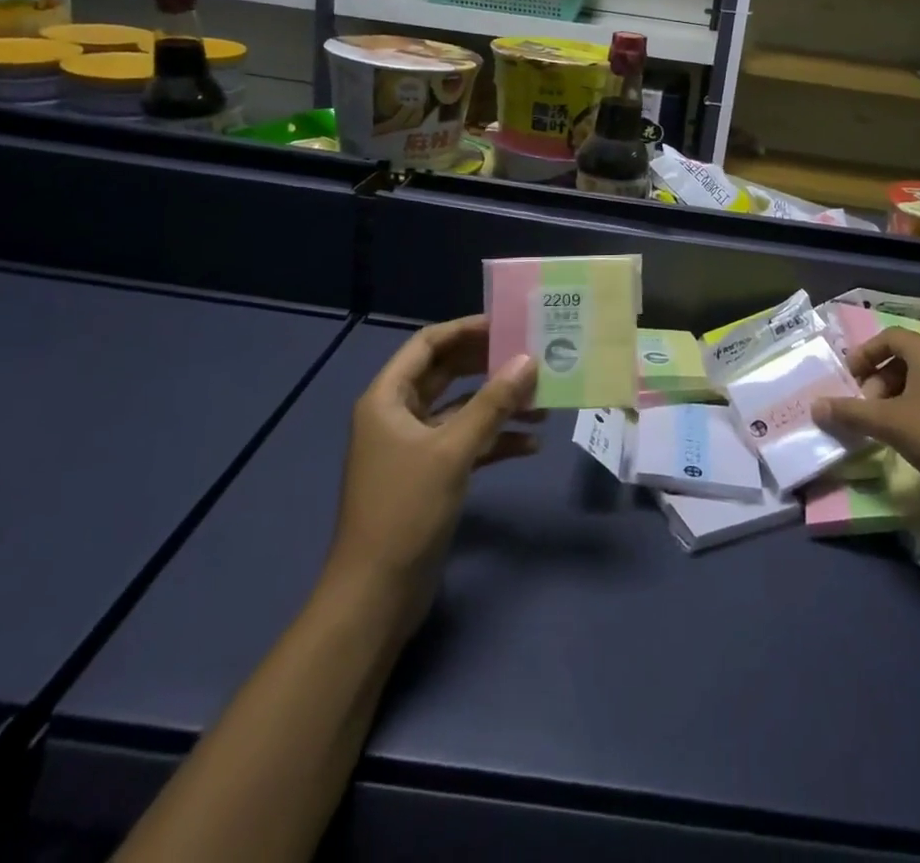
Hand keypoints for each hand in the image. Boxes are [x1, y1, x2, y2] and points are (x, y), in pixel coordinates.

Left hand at [328, 316, 538, 608]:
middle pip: (448, 374)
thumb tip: (529, 360)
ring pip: (462, 410)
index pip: (428, 345)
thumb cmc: (405, 509)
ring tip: (543, 402)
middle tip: (531, 356)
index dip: (465, 330)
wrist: (377, 594)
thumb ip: (492, 403)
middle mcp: (398, 415)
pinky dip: (495, 440)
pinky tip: (530, 445)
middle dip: (489, 367)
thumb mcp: (452, 451)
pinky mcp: (430, 475)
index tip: (507, 325)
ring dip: (498, 406)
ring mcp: (414, 446)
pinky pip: (466, 443)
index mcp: (388, 398)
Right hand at [812, 327, 919, 509]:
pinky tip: (915, 438)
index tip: (849, 380)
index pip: (889, 337)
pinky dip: (919, 409)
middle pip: (904, 358)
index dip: (864, 355)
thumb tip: (815, 407)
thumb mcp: (890, 424)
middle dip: (879, 381)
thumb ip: (850, 413)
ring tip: (887, 426)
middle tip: (867, 409)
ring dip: (898, 397)